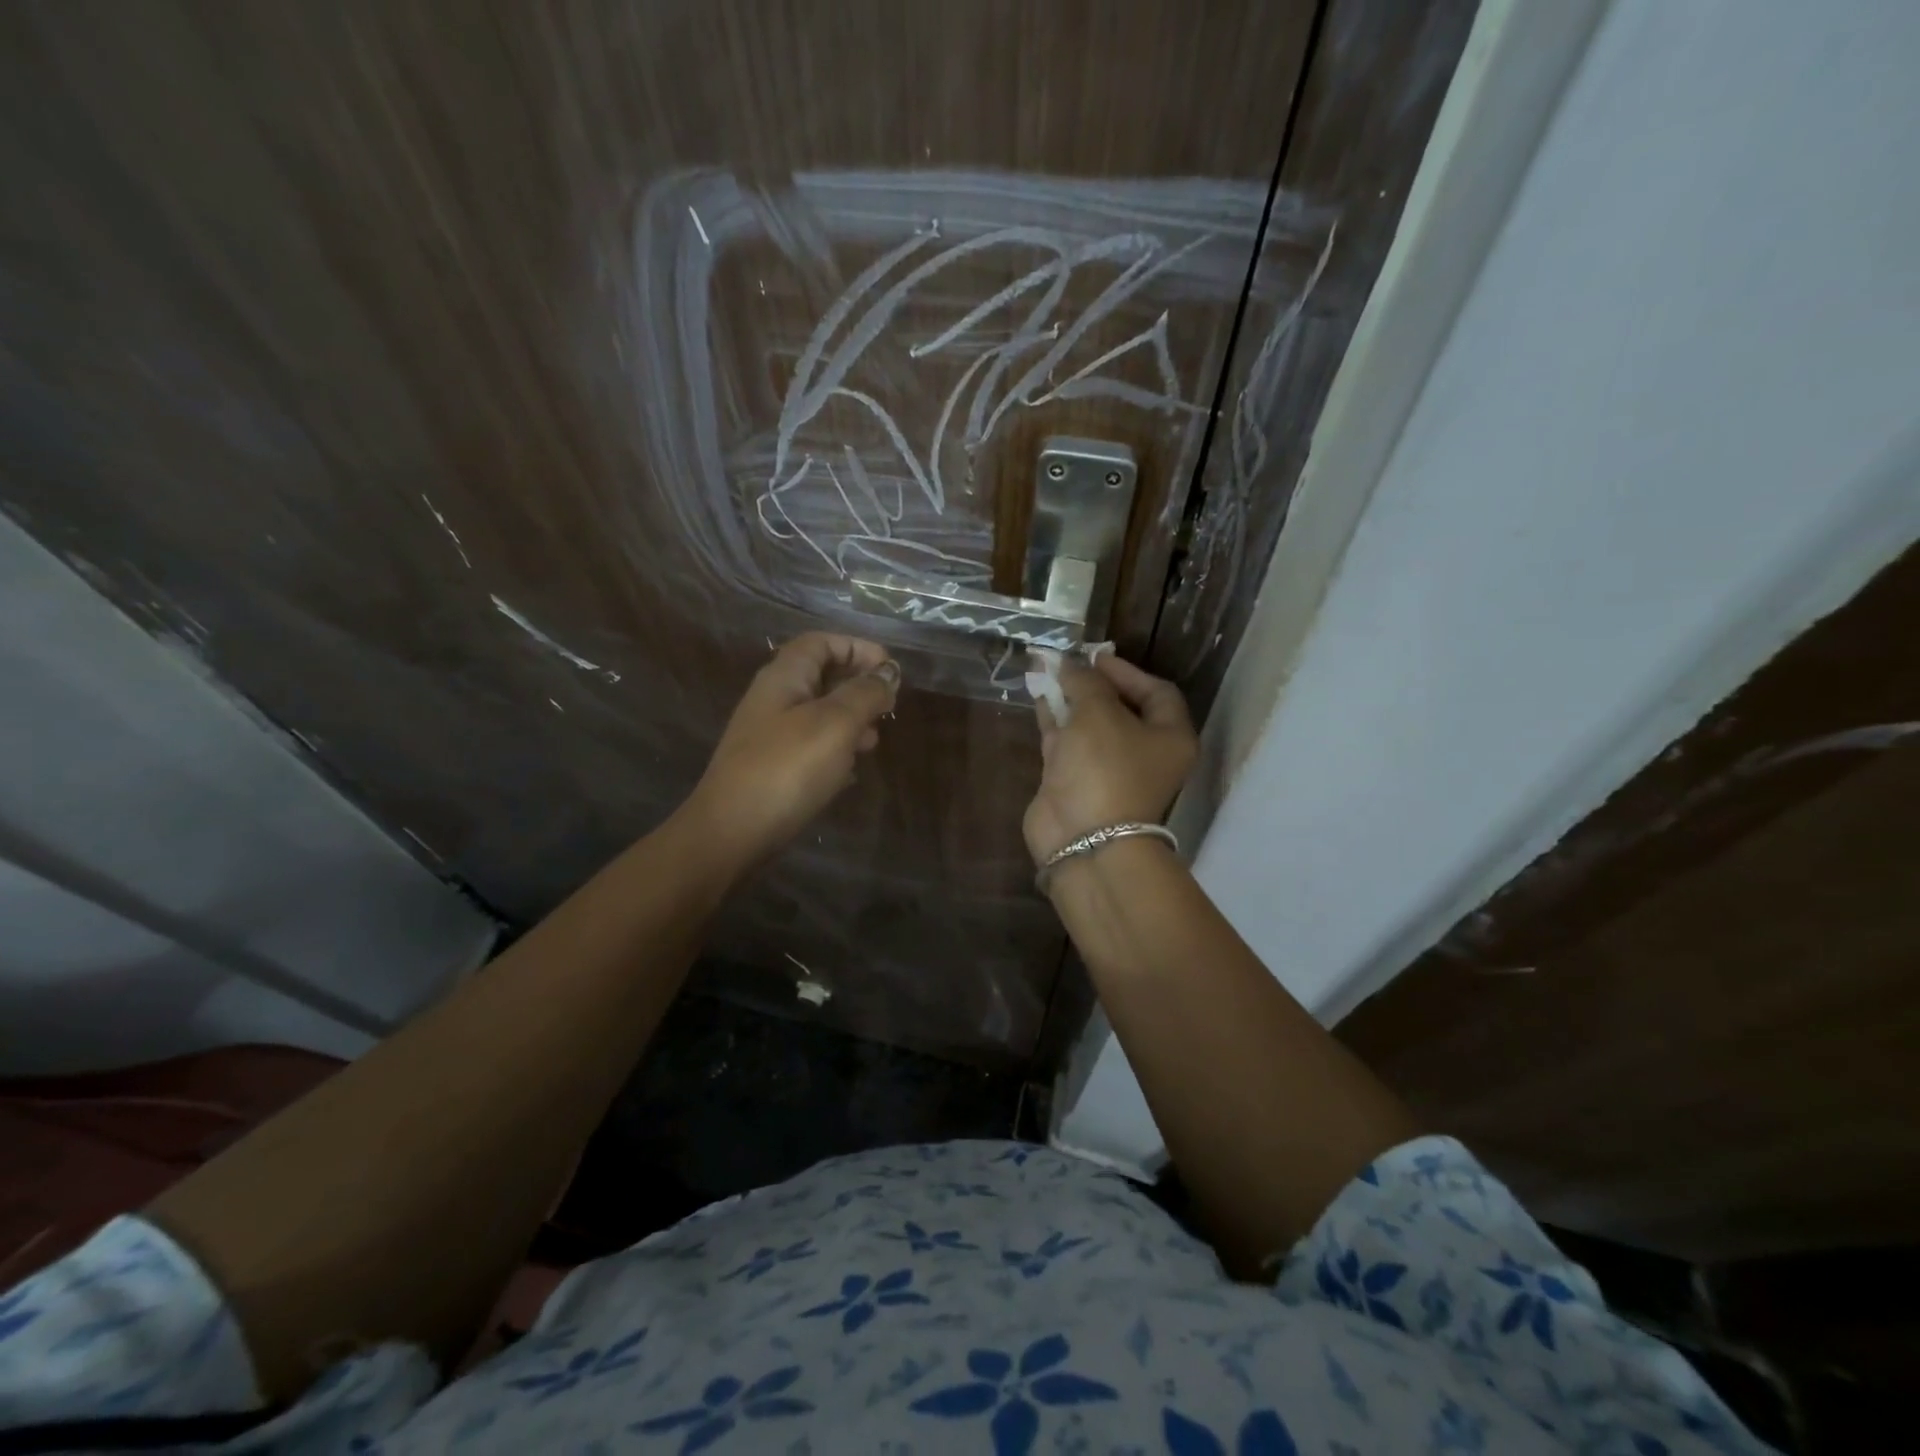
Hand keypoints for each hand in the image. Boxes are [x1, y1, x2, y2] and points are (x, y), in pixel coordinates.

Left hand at [688, 633, 898, 867]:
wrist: (731, 833)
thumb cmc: (786, 769)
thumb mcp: (835, 724)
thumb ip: (864, 694)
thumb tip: (888, 673)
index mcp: (784, 677)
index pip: (821, 642)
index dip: (857, 647)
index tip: (890, 669)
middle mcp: (774, 699)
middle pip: (820, 675)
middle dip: (858, 685)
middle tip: (889, 706)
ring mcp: (770, 736)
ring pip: (818, 713)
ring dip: (850, 719)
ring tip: (875, 740)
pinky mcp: (772, 768)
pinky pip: (810, 746)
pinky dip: (835, 749)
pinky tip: (850, 771)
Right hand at [1024, 653, 1196, 867]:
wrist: (1083, 840)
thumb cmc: (1105, 769)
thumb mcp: (1098, 713)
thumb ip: (1085, 682)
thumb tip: (1070, 663)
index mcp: (1169, 737)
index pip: (1157, 691)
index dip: (1126, 671)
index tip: (1094, 657)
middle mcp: (1144, 753)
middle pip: (1121, 707)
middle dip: (1092, 683)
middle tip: (1067, 662)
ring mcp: (1108, 770)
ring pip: (1090, 724)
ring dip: (1070, 698)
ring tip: (1046, 670)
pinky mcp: (1077, 782)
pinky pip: (1068, 742)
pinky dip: (1055, 720)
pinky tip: (1038, 696)